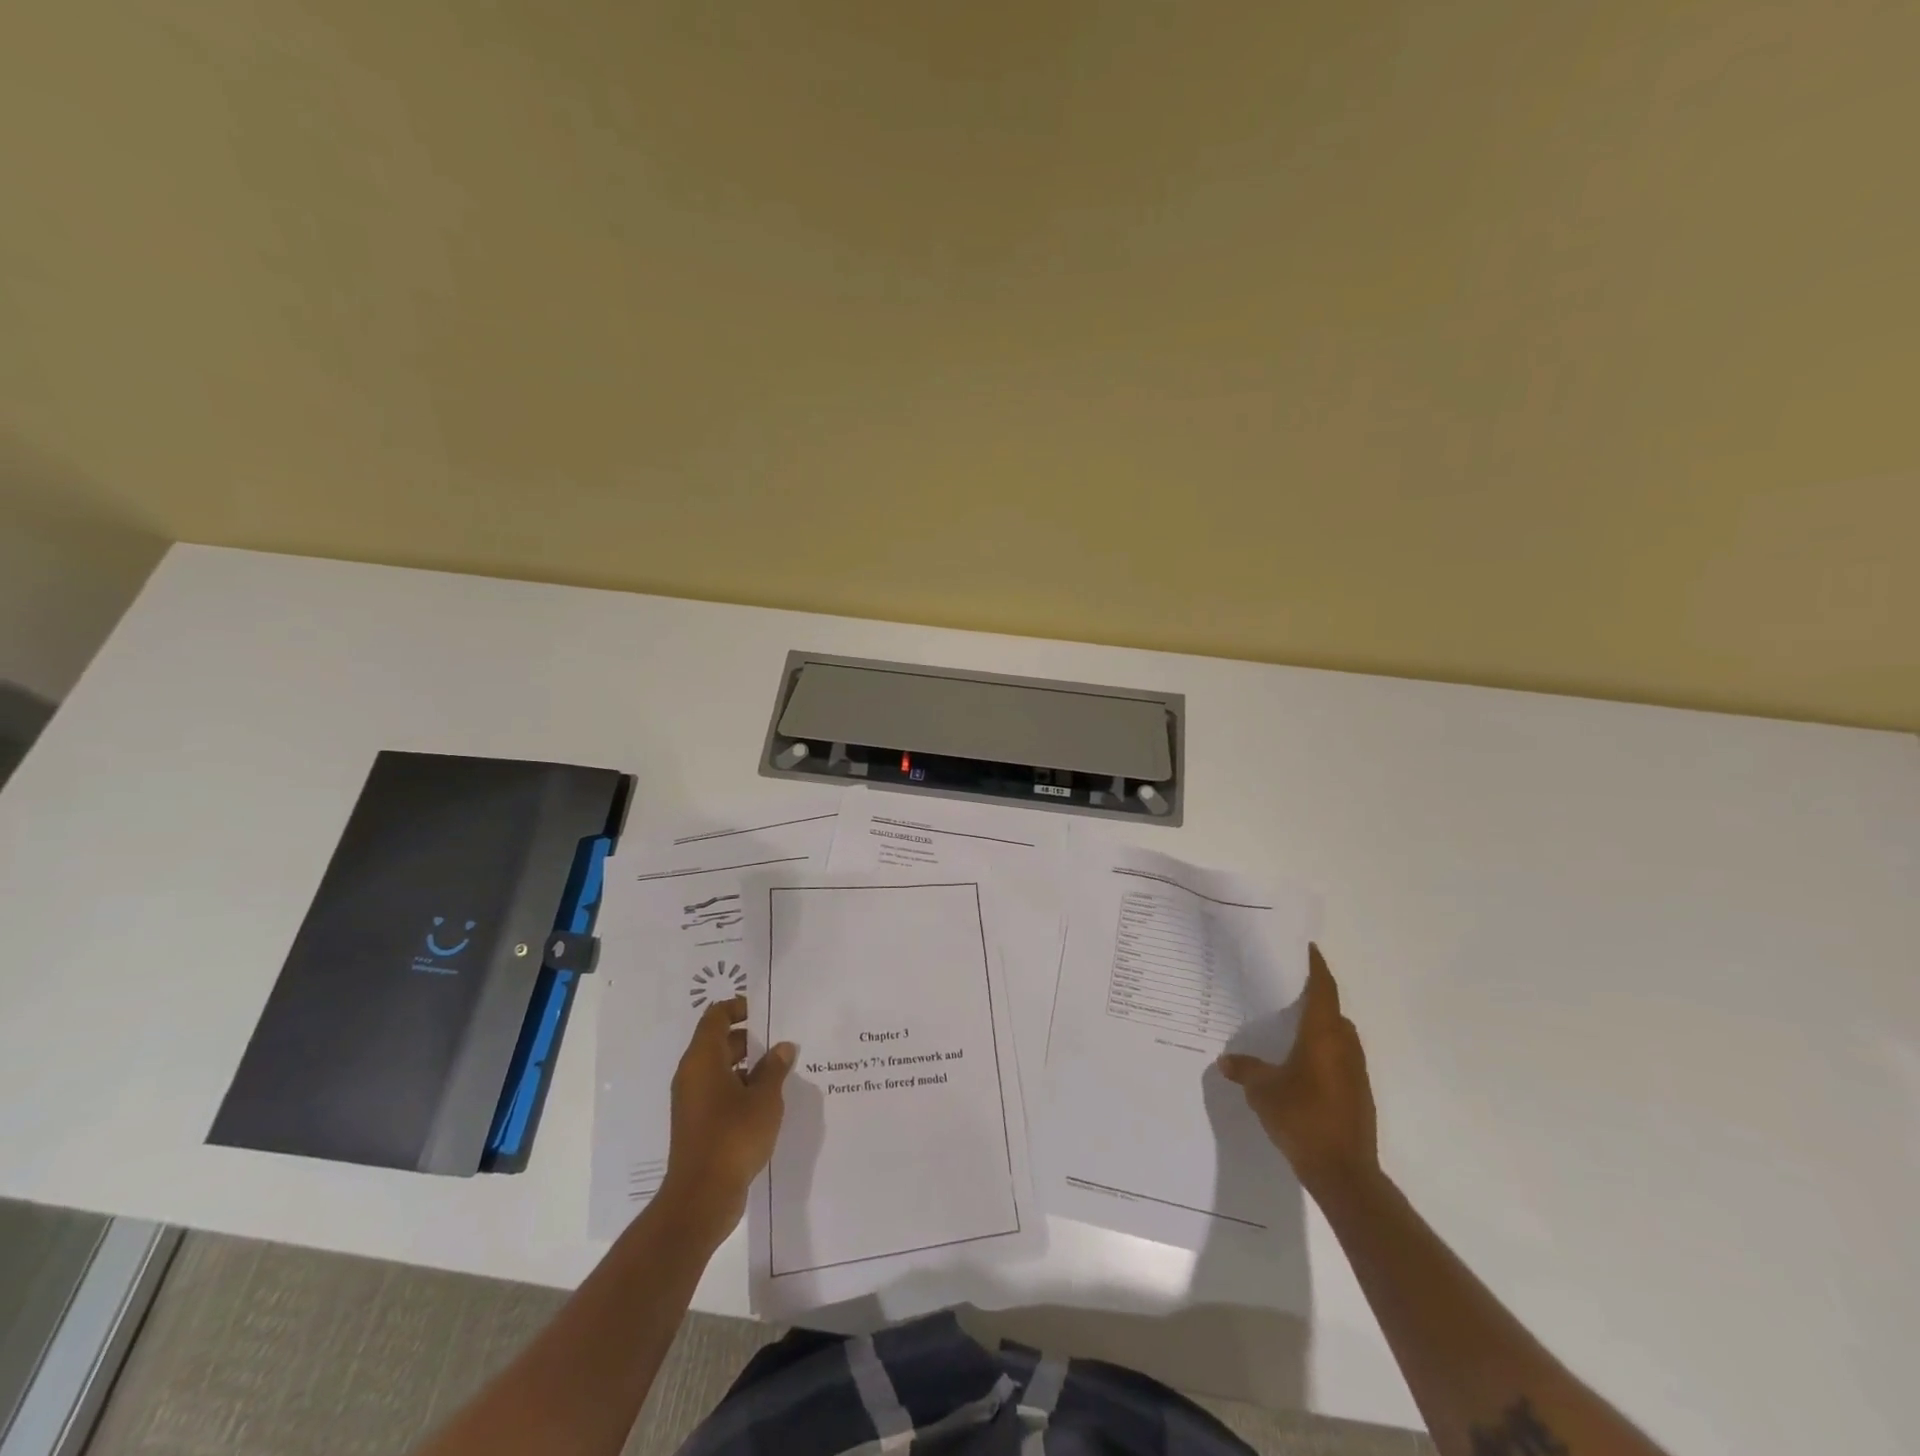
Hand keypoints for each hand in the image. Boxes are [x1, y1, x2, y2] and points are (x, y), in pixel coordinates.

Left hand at [658, 996, 793, 1237]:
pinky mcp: (698, 1124)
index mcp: (702, 1059)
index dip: (738, 1007)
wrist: (702, 1197)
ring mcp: (692, 1101)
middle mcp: (692, 1075)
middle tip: (781, 1041)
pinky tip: (768, 1101)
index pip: (716, 1017)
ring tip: (781, 1070)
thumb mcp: (764, 1098)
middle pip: (718, 1042)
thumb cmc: (733, 1136)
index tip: (765, 1011)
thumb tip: (782, 1047)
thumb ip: (775, 1068)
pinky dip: (740, 1088)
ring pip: (720, 1069)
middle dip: (750, 1039)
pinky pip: (719, 1092)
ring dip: (748, 1066)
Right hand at [1219, 943, 1377, 1195]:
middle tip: (1284, 989)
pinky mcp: (1357, 1094)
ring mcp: (1355, 1072)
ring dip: (1318, 1027)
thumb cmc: (1302, 1117)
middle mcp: (1344, 1046)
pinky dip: (1321, 1052)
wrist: (1344, 1173)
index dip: (1316, 967)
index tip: (1307, 949)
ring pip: (1337, 1037)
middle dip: (1312, 998)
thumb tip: (1226, 1060)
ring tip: (1287, 1026)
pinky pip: (1338, 1059)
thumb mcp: (1263, 1091)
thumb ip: (1246, 1070)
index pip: (1323, 989)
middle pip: (1331, 1011)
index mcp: (1324, 1035)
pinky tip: (1297, 1065)